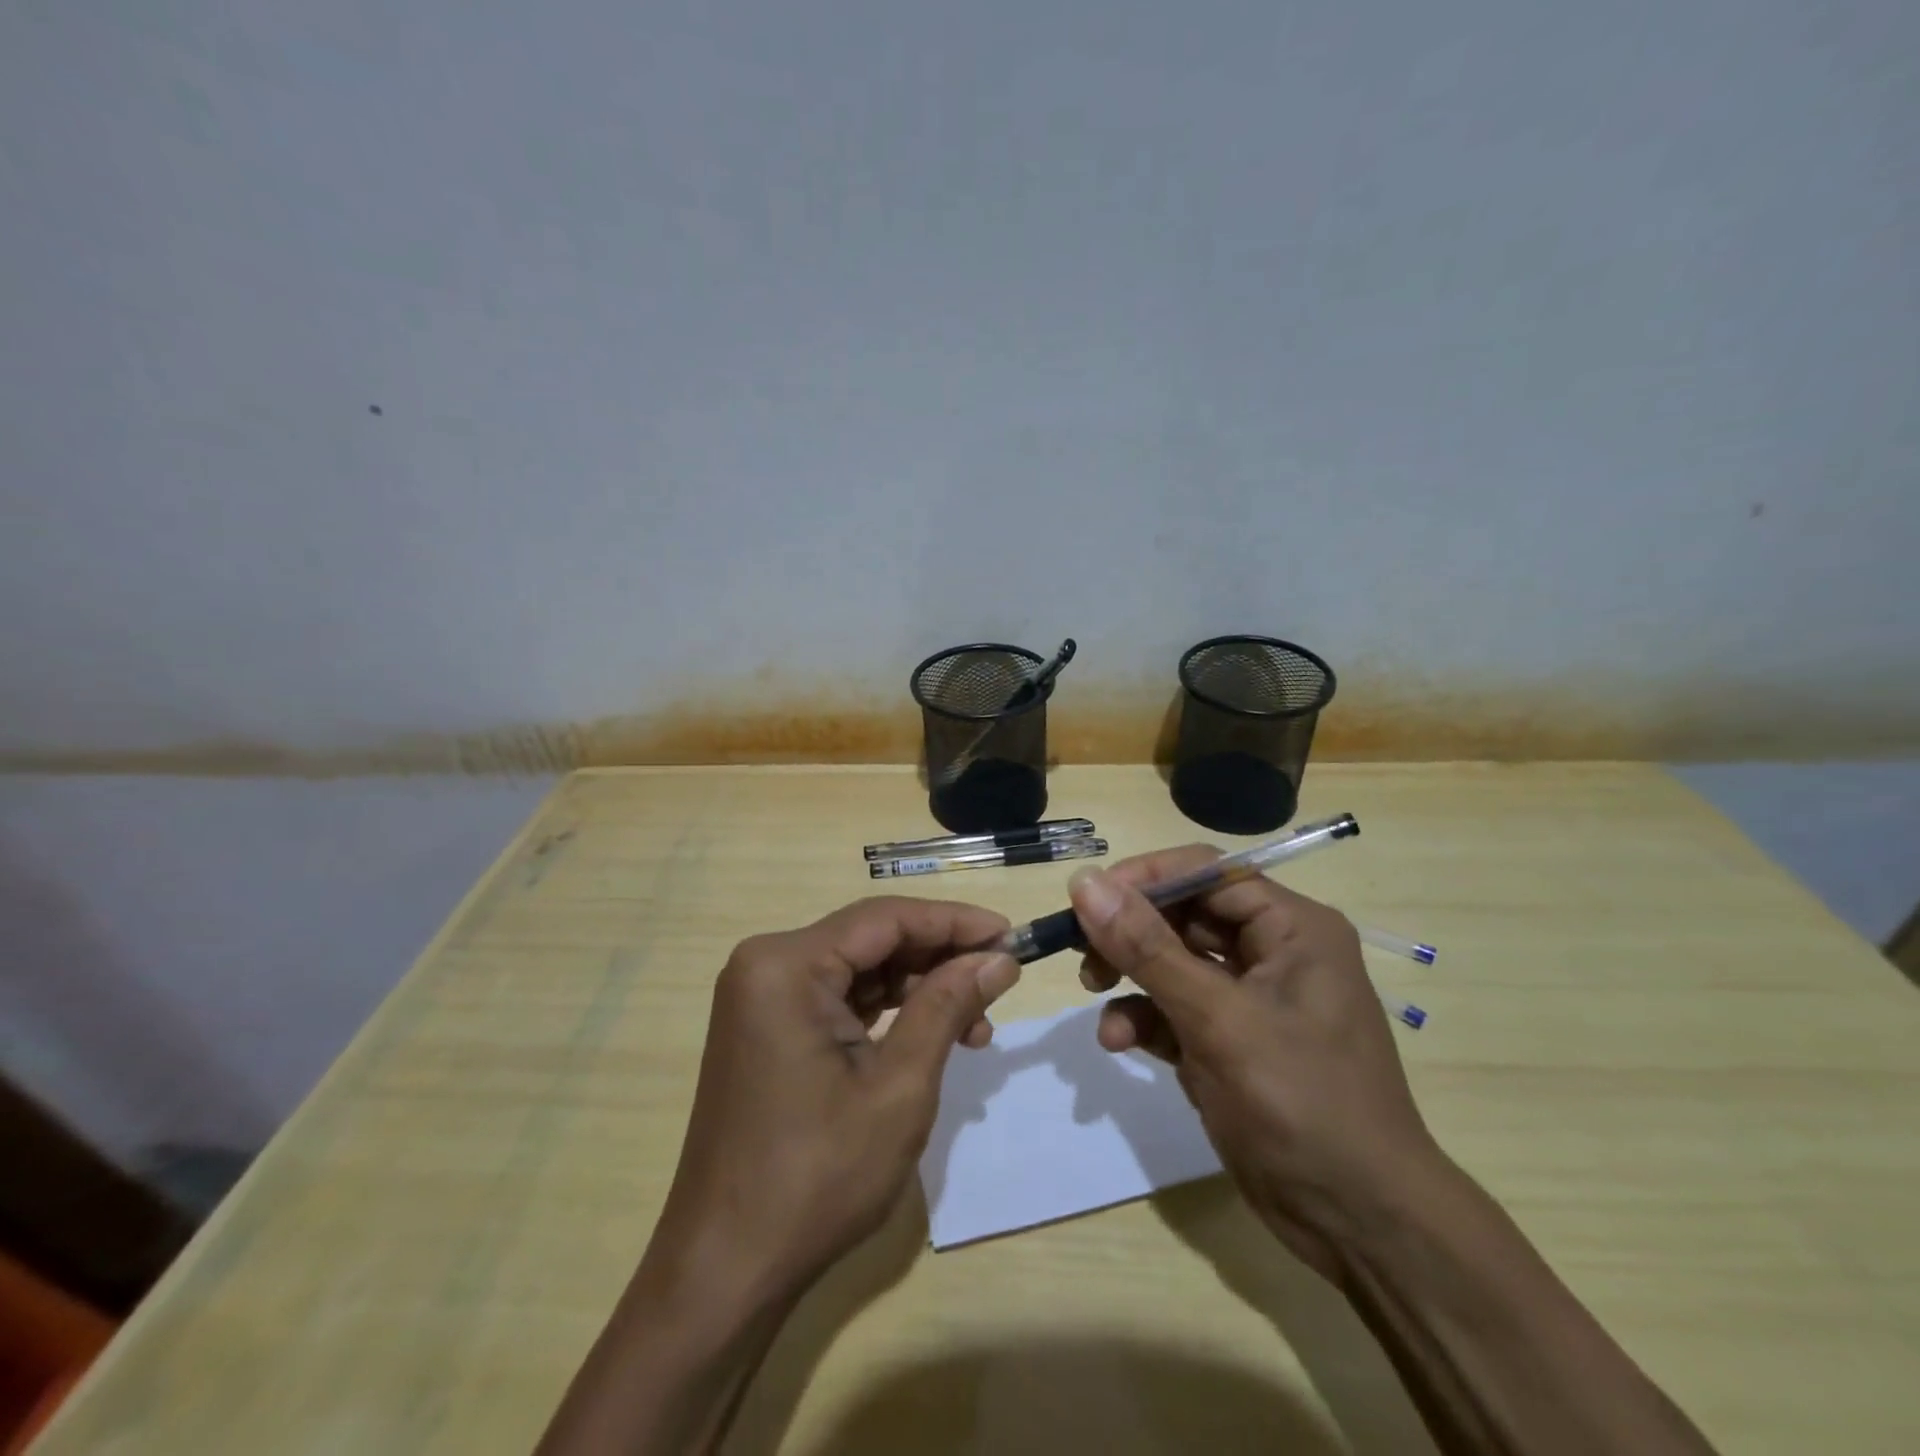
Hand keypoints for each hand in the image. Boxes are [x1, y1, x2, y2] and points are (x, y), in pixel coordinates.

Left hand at [644, 896, 1019, 1309]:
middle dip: (939, 959)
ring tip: (977, 1026)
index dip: (954, 922)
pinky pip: (839, 998)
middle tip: (1000, 982)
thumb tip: (999, 957)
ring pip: (860, 968)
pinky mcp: (768, 1028)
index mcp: (786, 965)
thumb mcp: (899, 1086)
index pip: (886, 918)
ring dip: (919, 989)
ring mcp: (763, 997)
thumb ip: (948, 1006)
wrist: (726, 1270)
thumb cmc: (817, 1178)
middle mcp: (767, 965)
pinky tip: (932, 1035)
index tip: (1010, 933)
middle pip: (872, 939)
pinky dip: (888, 1012)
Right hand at [1071, 851, 1439, 1279]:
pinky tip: (1116, 1041)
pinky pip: (1173, 1009)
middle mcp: (1271, 951)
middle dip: (1129, 931)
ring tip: (1093, 989)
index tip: (1088, 899)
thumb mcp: (1218, 1020)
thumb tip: (1085, 881)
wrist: (1359, 1225)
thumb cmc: (1302, 1103)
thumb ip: (1148, 948)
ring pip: (1171, 961)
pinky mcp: (1227, 1041)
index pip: (1206, 872)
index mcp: (1291, 927)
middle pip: (1183, 913)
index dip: (1145, 878)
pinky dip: (1142, 1018)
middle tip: (1080, 948)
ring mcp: (1248, 999)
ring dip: (1129, 974)